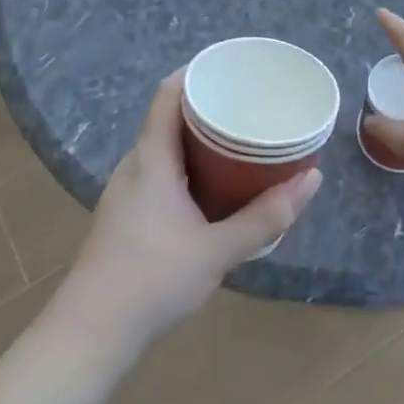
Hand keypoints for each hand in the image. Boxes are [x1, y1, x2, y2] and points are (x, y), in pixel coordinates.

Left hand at [60, 71, 321, 351]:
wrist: (90, 335)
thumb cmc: (152, 281)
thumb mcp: (218, 250)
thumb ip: (266, 216)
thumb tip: (312, 179)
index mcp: (150, 160)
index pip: (168, 94)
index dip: (197, 73)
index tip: (234, 69)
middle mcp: (135, 167)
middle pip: (169, 118)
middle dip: (208, 107)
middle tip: (250, 105)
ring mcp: (127, 193)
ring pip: (165, 148)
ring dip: (199, 139)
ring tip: (241, 140)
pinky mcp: (127, 216)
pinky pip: (162, 172)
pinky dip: (190, 165)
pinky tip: (214, 186)